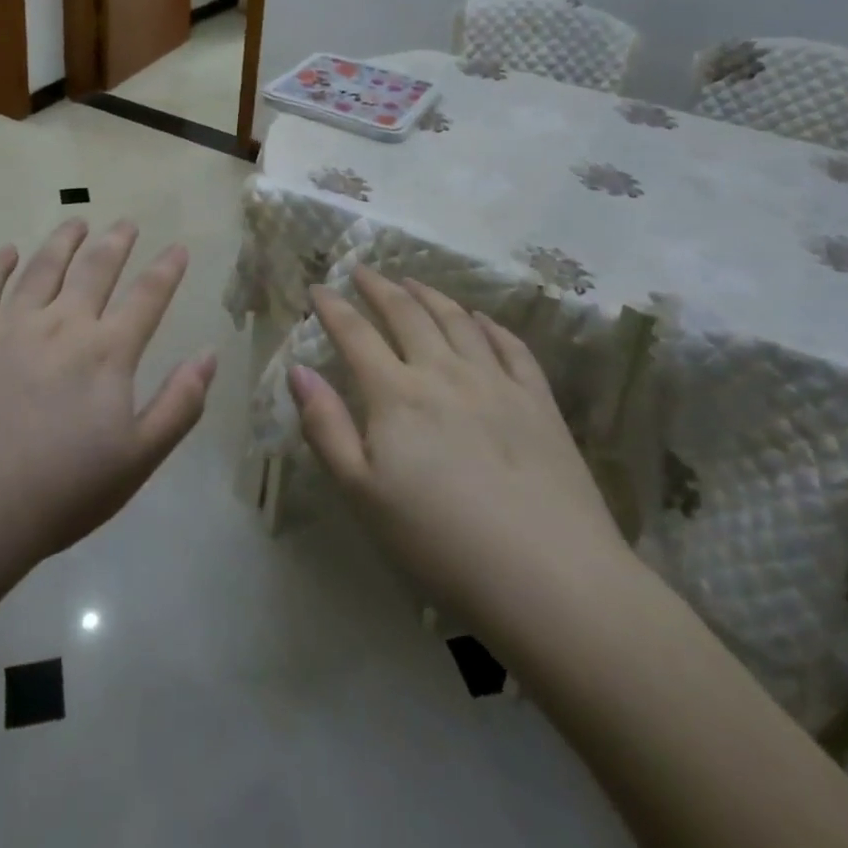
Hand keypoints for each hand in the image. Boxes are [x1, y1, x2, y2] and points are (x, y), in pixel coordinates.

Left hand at [0, 220, 216, 564]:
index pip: (147, 297)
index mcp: (107, 352)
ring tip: (76, 222)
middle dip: (116, 242)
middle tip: (126, 223)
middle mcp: (62, 324)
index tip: (178, 248)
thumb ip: (179, 404)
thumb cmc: (60, 492)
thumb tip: (209, 355)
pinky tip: (7, 252)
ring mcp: (10, 326)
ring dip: (63, 241)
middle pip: (95, 269)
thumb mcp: (138, 460)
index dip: (166, 270)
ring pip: (43, 267)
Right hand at [289, 268, 630, 606]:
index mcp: (397, 395)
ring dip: (431, 296)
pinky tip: (481, 319)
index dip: (333, 307)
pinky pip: (511, 347)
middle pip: (407, 315)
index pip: (356, 335)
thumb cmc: (440, 542)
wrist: (549, 577)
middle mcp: (444, 373)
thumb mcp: (362, 493)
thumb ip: (325, 427)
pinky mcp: (538, 402)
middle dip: (380, 288)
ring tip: (414, 282)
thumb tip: (298, 370)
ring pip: (458, 321)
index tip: (318, 286)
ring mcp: (496, 383)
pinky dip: (490, 325)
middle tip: (363, 270)